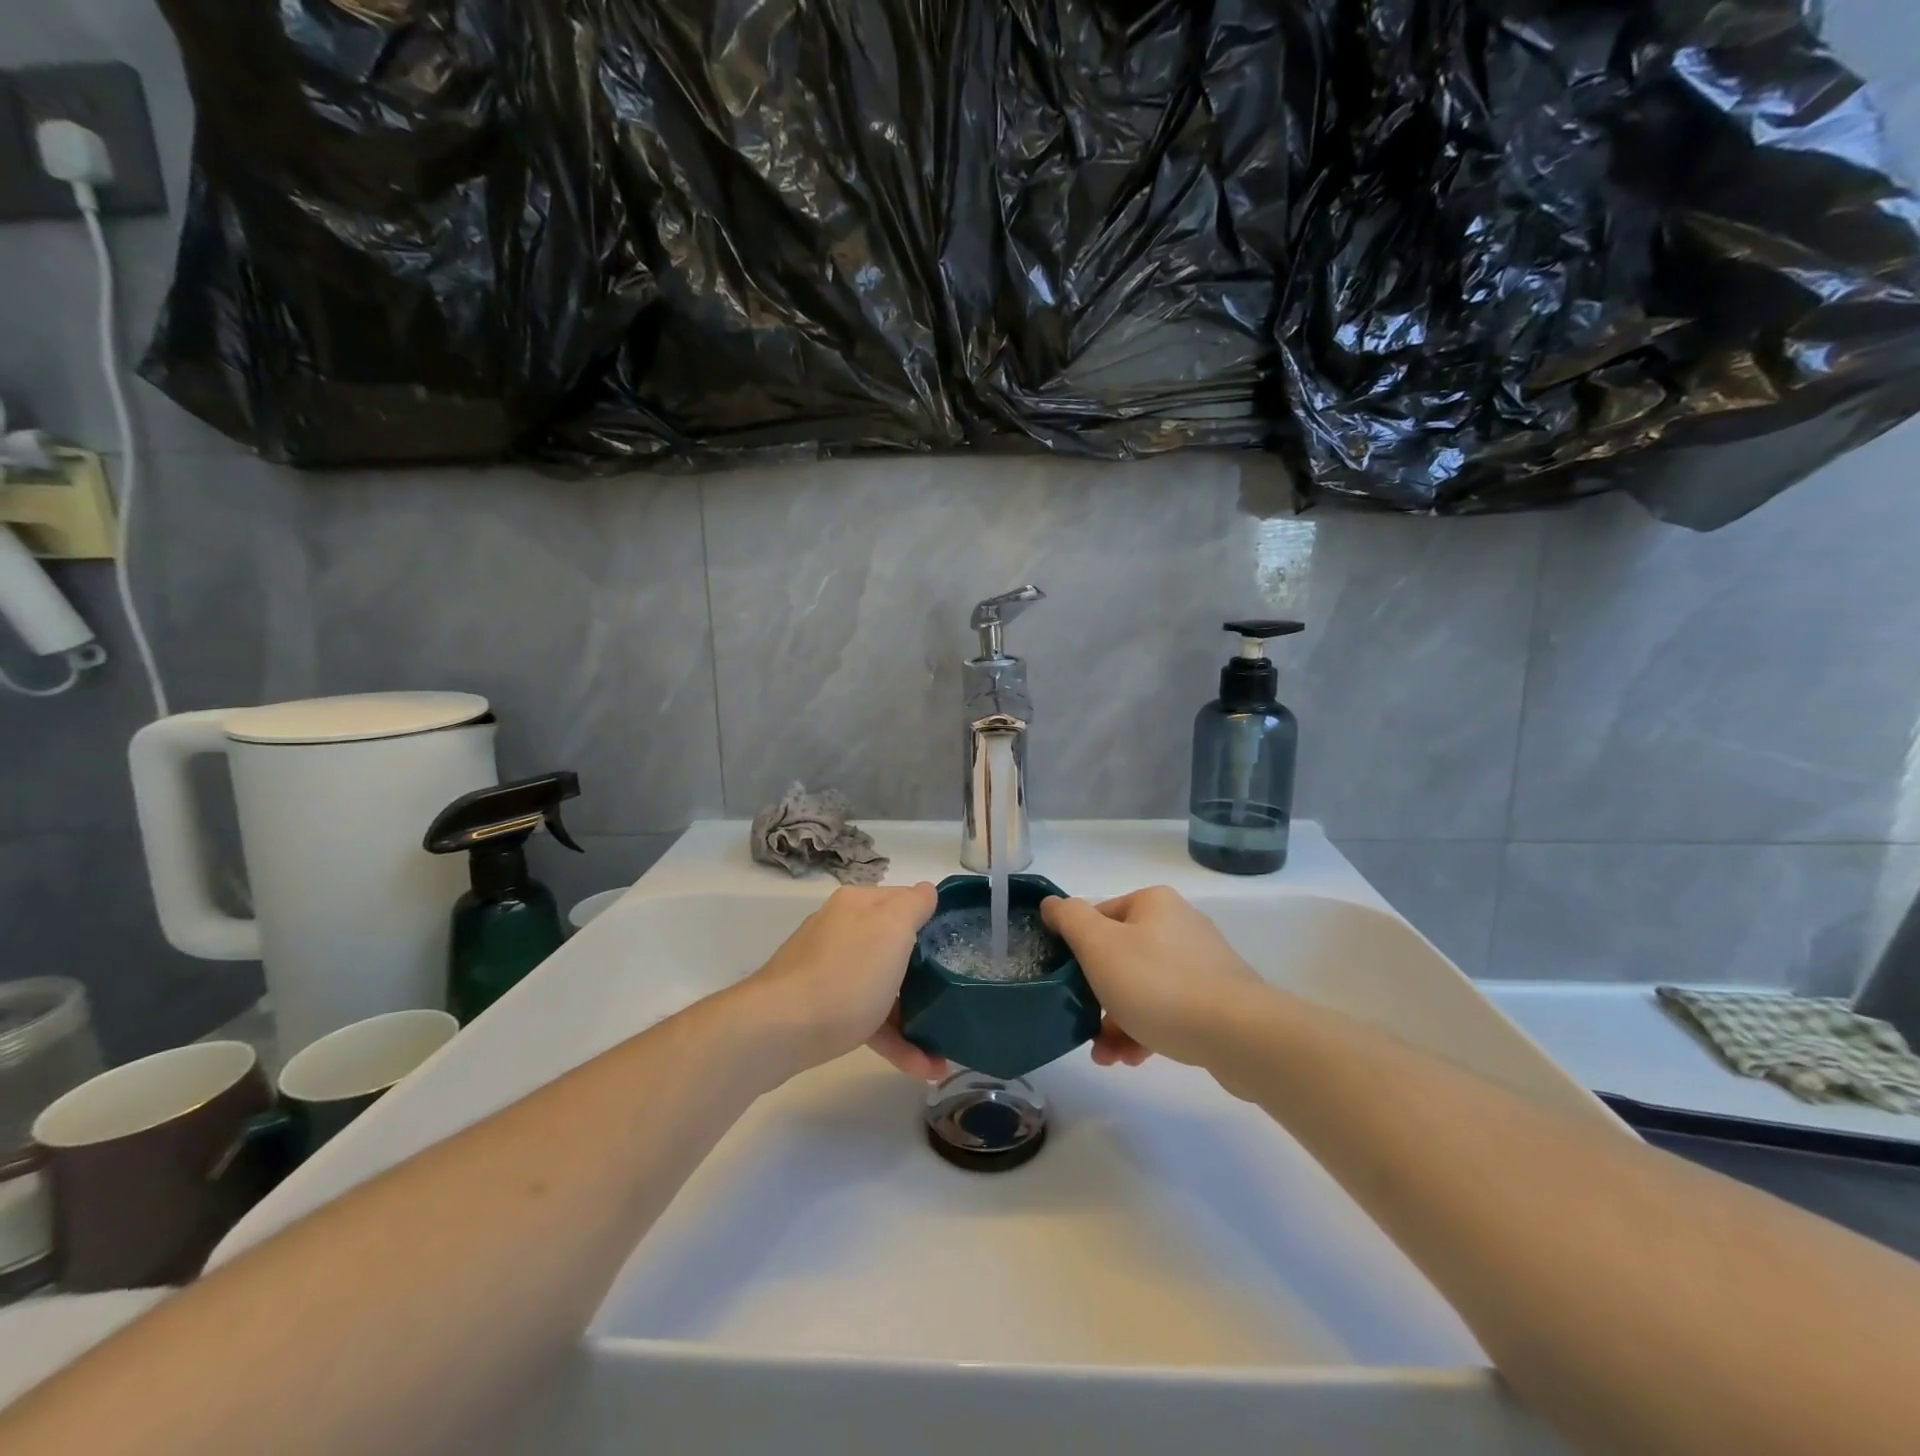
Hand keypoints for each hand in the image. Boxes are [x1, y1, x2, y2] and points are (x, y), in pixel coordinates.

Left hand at [738, 882, 946, 1081]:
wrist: (777, 1031)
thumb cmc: (845, 975)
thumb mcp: (892, 929)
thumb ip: (913, 905)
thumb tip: (925, 890)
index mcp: (859, 905)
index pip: (905, 900)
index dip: (933, 919)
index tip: (960, 944)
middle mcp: (842, 930)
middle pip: (894, 945)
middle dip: (927, 973)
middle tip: (956, 995)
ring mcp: (829, 970)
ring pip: (882, 986)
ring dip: (914, 1016)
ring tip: (944, 1050)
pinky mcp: (822, 1009)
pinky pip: (867, 1018)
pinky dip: (893, 1039)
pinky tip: (922, 1067)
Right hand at [1041, 887, 1265, 1068]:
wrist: (1240, 1035)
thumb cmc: (1159, 984)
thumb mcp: (1099, 946)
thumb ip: (1070, 919)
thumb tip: (1052, 904)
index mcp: (1153, 904)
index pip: (1098, 917)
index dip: (1076, 949)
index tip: (1064, 983)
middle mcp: (1179, 925)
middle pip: (1119, 956)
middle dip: (1096, 995)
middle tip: (1082, 1024)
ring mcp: (1202, 964)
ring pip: (1142, 988)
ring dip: (1117, 1021)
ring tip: (1106, 1056)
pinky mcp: (1217, 1000)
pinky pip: (1169, 1010)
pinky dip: (1146, 1031)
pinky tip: (1133, 1059)